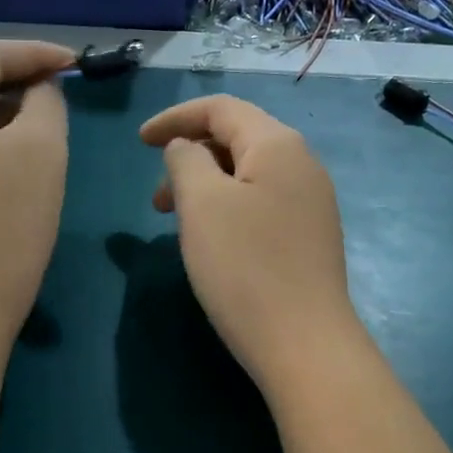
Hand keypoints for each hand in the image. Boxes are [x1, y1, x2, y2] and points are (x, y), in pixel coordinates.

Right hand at [140, 95, 361, 390]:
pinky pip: (262, 203)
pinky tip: (214, 241)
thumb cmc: (245, 268)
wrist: (304, 344)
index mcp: (278, 145)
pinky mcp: (310, 237)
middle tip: (158, 199)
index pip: (222, 109)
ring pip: (248, 175)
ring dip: (207, 186)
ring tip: (178, 223)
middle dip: (190, 156)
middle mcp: (303, 164)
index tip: (140, 142)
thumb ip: (186, 161)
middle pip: (238, 139)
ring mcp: (312, 203)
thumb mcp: (202, 204)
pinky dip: (229, 208)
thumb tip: (186, 149)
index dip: (176, 117)